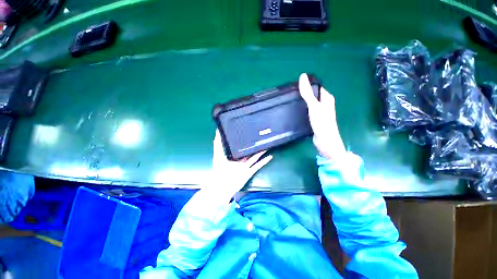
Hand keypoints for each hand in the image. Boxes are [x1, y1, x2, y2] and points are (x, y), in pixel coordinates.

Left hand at [208, 130, 272, 199]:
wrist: (222, 186)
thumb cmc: (219, 170)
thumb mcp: (218, 155)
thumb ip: (218, 144)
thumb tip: (217, 133)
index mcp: (233, 157)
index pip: (240, 148)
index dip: (245, 142)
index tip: (248, 135)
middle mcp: (240, 161)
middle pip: (249, 152)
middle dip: (255, 146)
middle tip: (260, 138)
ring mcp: (246, 166)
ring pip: (255, 157)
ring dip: (261, 152)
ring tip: (267, 145)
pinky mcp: (249, 172)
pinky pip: (258, 166)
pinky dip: (264, 162)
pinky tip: (270, 157)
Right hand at [299, 73, 345, 159]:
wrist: (325, 141)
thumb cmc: (322, 122)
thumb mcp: (313, 106)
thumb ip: (307, 93)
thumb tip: (302, 76)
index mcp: (327, 97)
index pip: (316, 87)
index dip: (306, 86)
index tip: (294, 87)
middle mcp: (325, 103)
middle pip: (312, 95)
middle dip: (303, 95)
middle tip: (291, 95)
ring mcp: (320, 112)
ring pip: (310, 104)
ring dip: (303, 103)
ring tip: (292, 102)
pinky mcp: (316, 119)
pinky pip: (309, 111)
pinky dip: (303, 110)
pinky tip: (296, 111)